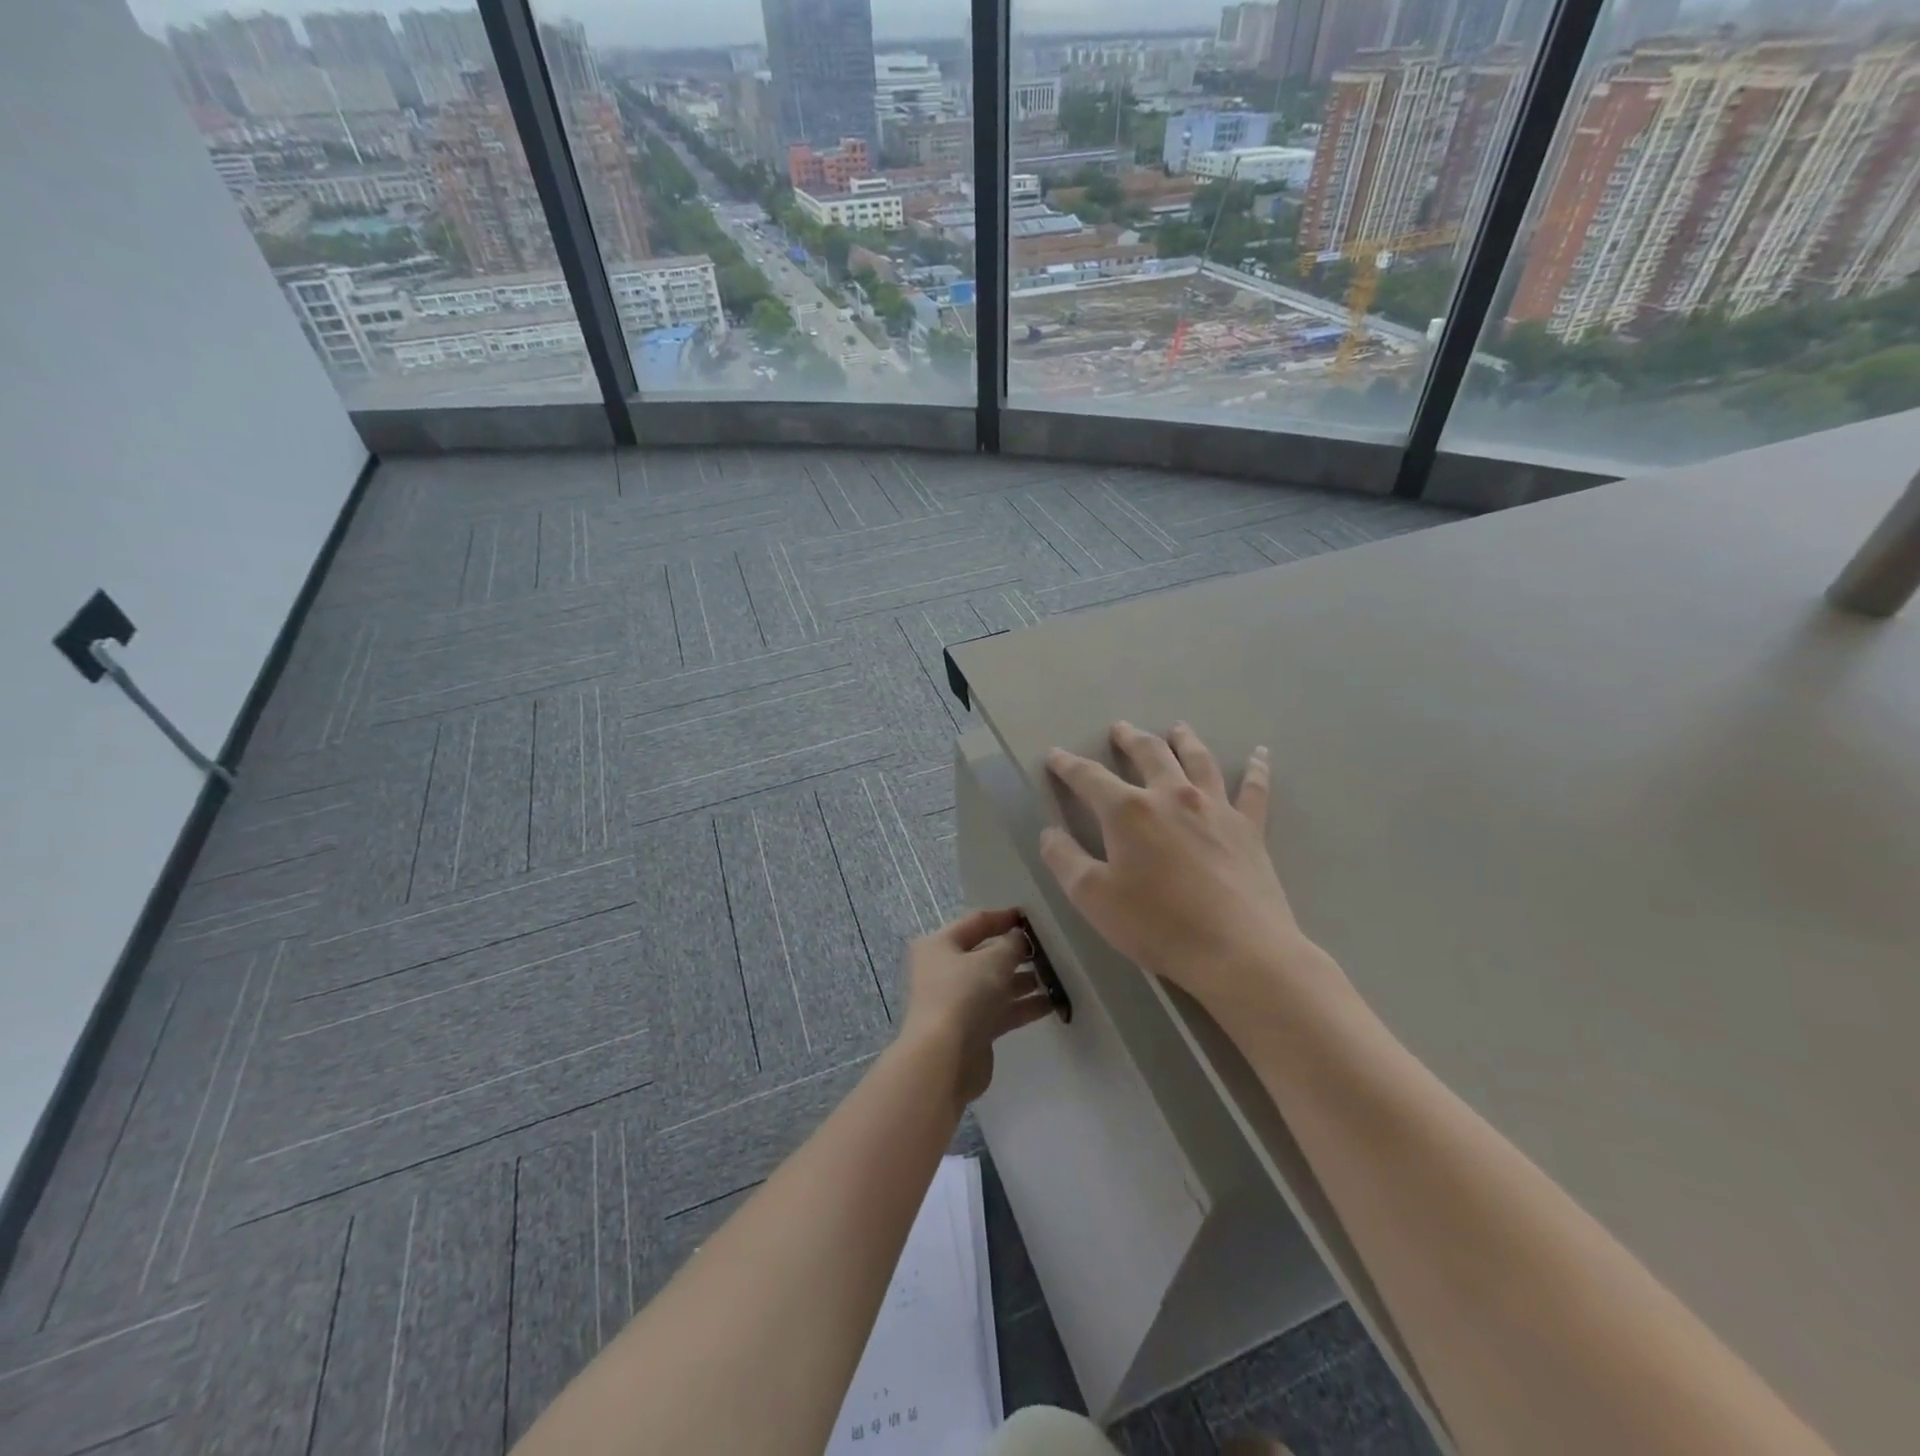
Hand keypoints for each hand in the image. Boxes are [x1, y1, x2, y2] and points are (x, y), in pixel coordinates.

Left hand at [899, 908, 1054, 1105]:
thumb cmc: (963, 995)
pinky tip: (1051, 1004)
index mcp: (939, 945)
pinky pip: (1001, 1010)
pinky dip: (1022, 1006)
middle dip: (1016, 953)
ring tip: (1055, 977)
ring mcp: (957, 1002)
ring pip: (995, 985)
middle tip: (1049, 951)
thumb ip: (1011, 945)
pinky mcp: (971, 1030)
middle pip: (985, 955)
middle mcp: (944, 970)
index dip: (1003, 918)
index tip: (1031, 917)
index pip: (975, 923)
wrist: (944, 1059)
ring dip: (1023, 981)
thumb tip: (1019, 938)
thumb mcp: (993, 961)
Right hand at [1040, 722, 1322, 1014]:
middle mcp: (1172, 796)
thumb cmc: (1158, 925)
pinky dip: (1256, 768)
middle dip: (1130, 738)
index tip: (1056, 755)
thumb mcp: (1093, 898)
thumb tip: (1050, 833)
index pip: (1090, 777)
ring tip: (1178, 727)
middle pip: (1149, 754)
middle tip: (1120, 728)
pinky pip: (1254, 789)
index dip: (1068, 765)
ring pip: (1198, 761)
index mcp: (1129, 811)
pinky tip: (1259, 753)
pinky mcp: (1249, 829)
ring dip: (1185, 740)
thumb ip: (1065, 860)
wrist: (1238, 951)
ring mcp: (1215, 808)